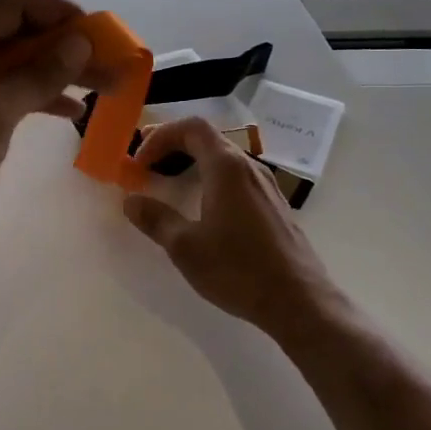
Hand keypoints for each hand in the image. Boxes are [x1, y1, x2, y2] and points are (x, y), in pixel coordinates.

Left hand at [0, 0, 95, 250]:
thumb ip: (40, 73)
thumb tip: (80, 40)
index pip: (19, 3)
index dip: (64, 14)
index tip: (102, 36)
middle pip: (21, 32)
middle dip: (68, 48)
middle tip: (112, 68)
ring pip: (16, 63)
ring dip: (57, 73)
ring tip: (103, 90)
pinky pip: (3, 88)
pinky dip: (34, 96)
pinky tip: (68, 112)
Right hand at [122, 117, 345, 337]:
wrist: (299, 301)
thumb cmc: (238, 269)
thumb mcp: (186, 247)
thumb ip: (156, 219)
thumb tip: (131, 201)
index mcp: (226, 168)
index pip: (192, 128)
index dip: (160, 136)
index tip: (139, 161)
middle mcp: (249, 167)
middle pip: (208, 138)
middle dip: (173, 145)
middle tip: (146, 162)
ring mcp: (266, 186)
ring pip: (224, 158)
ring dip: (193, 161)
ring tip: (170, 181)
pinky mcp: (275, 206)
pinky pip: (237, 177)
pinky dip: (212, 178)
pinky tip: (203, 206)